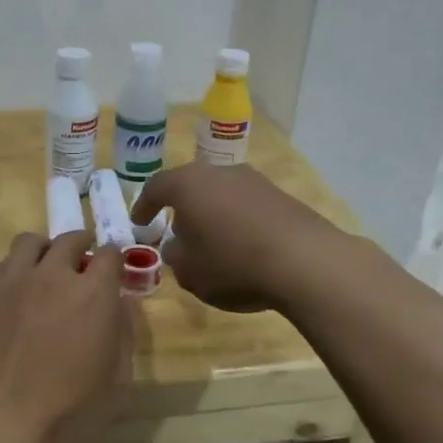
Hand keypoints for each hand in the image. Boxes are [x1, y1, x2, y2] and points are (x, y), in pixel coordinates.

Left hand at [0, 231, 132, 442]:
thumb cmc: (67, 411)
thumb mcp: (117, 381)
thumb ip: (124, 334)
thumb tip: (122, 305)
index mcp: (93, 294)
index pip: (110, 254)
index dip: (114, 260)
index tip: (112, 271)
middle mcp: (52, 275)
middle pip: (69, 240)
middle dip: (80, 247)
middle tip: (80, 265)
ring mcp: (11, 281)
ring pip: (29, 243)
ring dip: (43, 251)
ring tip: (43, 270)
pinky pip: (0, 266)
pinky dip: (13, 271)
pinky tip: (13, 294)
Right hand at [130, 163, 341, 312]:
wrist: (303, 261)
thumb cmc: (232, 264)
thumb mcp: (190, 271)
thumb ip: (175, 255)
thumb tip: (176, 245)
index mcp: (188, 184)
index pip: (156, 187)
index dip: (144, 206)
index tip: (139, 222)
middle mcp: (220, 172)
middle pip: (192, 186)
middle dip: (182, 209)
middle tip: (177, 232)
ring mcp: (254, 180)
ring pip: (221, 194)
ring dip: (212, 214)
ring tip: (211, 242)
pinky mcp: (281, 196)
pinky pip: (247, 205)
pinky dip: (238, 221)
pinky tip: (242, 246)